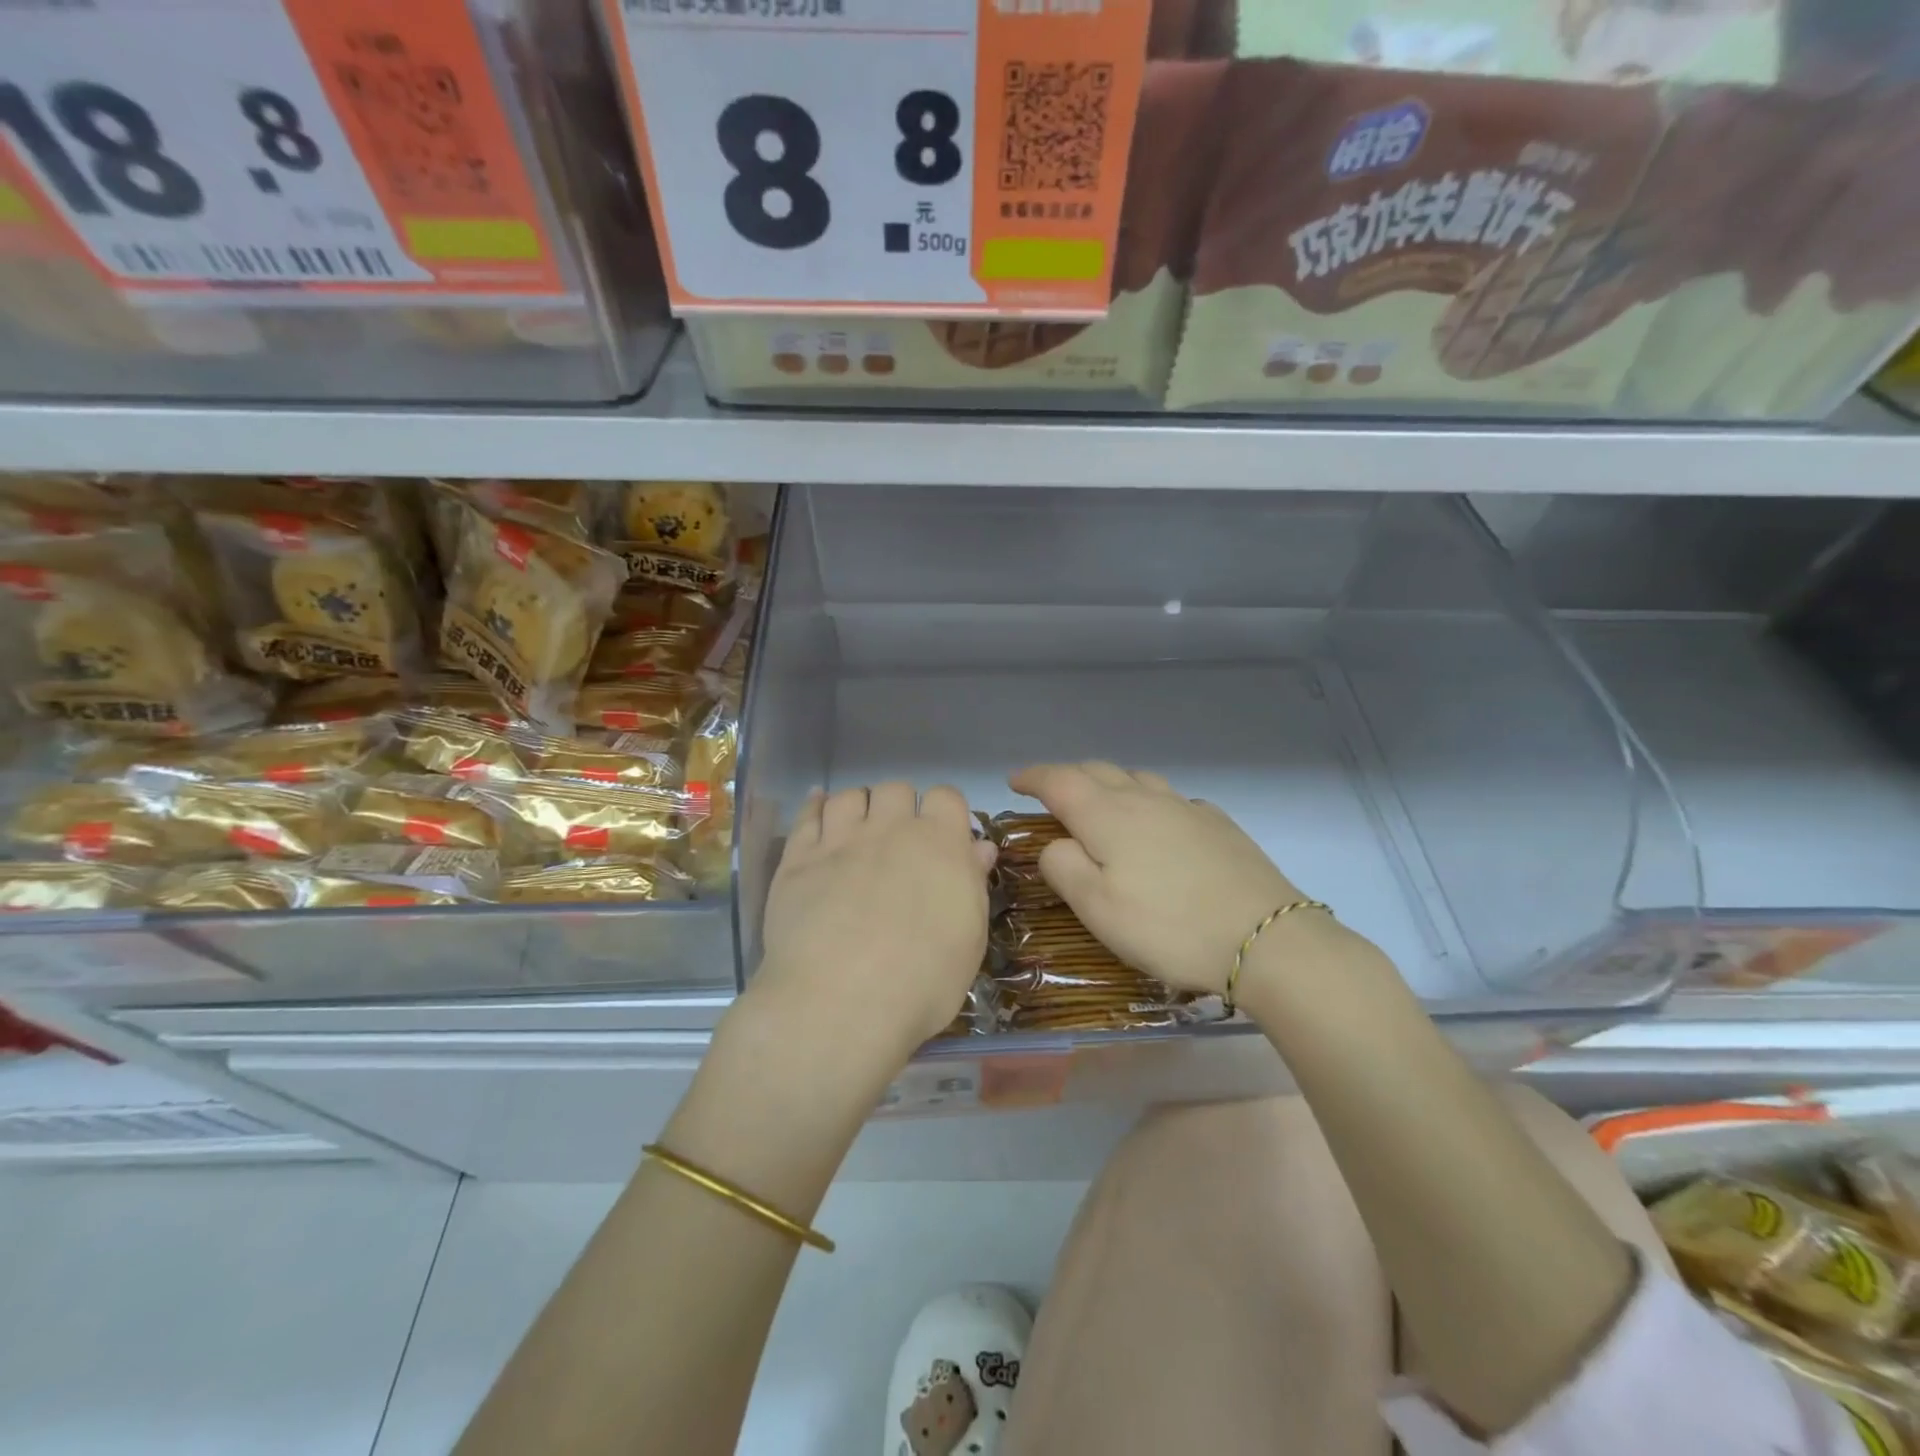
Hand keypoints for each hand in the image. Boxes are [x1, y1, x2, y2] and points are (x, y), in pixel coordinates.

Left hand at [751, 782, 995, 1072]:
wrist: (840, 1002)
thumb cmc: (922, 982)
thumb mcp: (969, 939)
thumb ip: (972, 884)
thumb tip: (979, 848)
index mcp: (940, 843)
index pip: (946, 796)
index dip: (945, 813)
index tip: (944, 838)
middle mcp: (890, 829)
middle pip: (896, 789)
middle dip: (900, 807)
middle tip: (898, 843)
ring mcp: (840, 840)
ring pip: (851, 796)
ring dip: (859, 806)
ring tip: (858, 831)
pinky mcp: (798, 860)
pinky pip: (807, 816)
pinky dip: (815, 806)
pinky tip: (817, 806)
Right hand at [1008, 762, 1314, 996]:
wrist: (1266, 939)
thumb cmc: (1169, 927)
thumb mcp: (1098, 909)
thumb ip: (1063, 868)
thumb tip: (1053, 843)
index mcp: (1107, 816)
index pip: (1059, 780)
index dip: (1033, 777)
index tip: (1014, 782)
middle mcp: (1144, 799)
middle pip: (1097, 771)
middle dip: (1067, 776)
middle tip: (1051, 795)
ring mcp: (1185, 807)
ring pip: (1136, 778)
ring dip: (1108, 782)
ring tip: (1100, 803)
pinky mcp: (1217, 823)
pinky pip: (1169, 798)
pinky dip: (1147, 800)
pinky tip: (1157, 825)